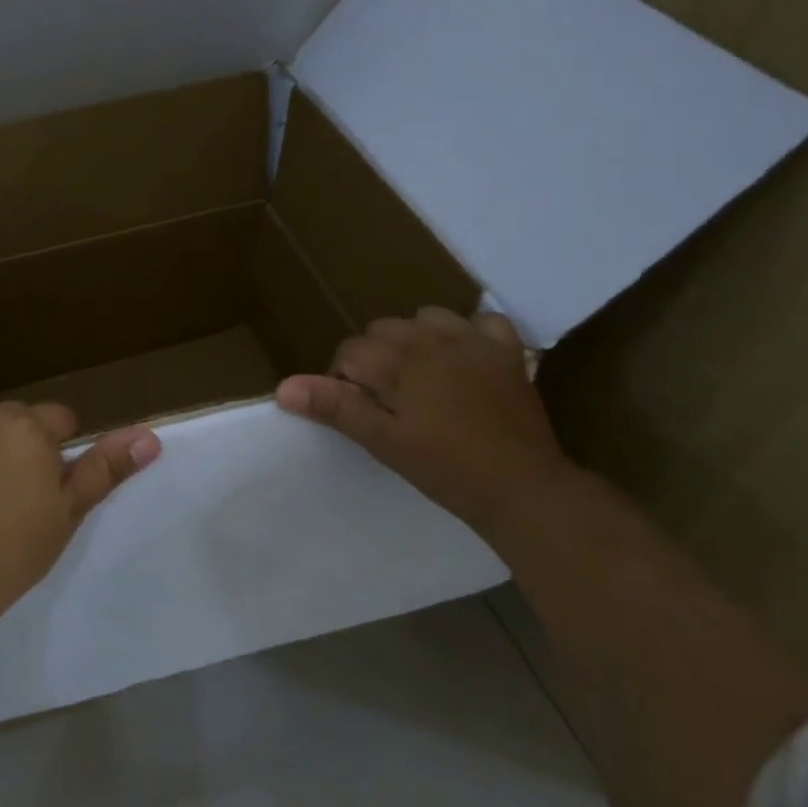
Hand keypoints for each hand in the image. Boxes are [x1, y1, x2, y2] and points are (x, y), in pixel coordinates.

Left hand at [0, 402, 160, 606]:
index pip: (56, 419)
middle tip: (10, 498)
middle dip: (14, 447)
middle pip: (9, 423)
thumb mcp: (67, 512)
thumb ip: (106, 468)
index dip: (57, 450)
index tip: (48, 486)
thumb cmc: (13, 549)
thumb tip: (149, 435)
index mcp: (27, 428)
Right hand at [275, 306, 574, 522]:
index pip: (349, 352)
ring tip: (421, 379)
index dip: (344, 382)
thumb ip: (334, 407)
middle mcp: (432, 338)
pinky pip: (483, 322)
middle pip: (382, 330)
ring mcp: (474, 341)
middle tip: (388, 403)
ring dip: (415, 340)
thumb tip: (283, 387)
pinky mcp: (507, 352)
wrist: (524, 488)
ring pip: (426, 318)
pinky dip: (470, 334)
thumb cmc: (445, 468)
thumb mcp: (382, 441)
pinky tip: (465, 359)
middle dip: (375, 359)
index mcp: (399, 360)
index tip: (359, 413)